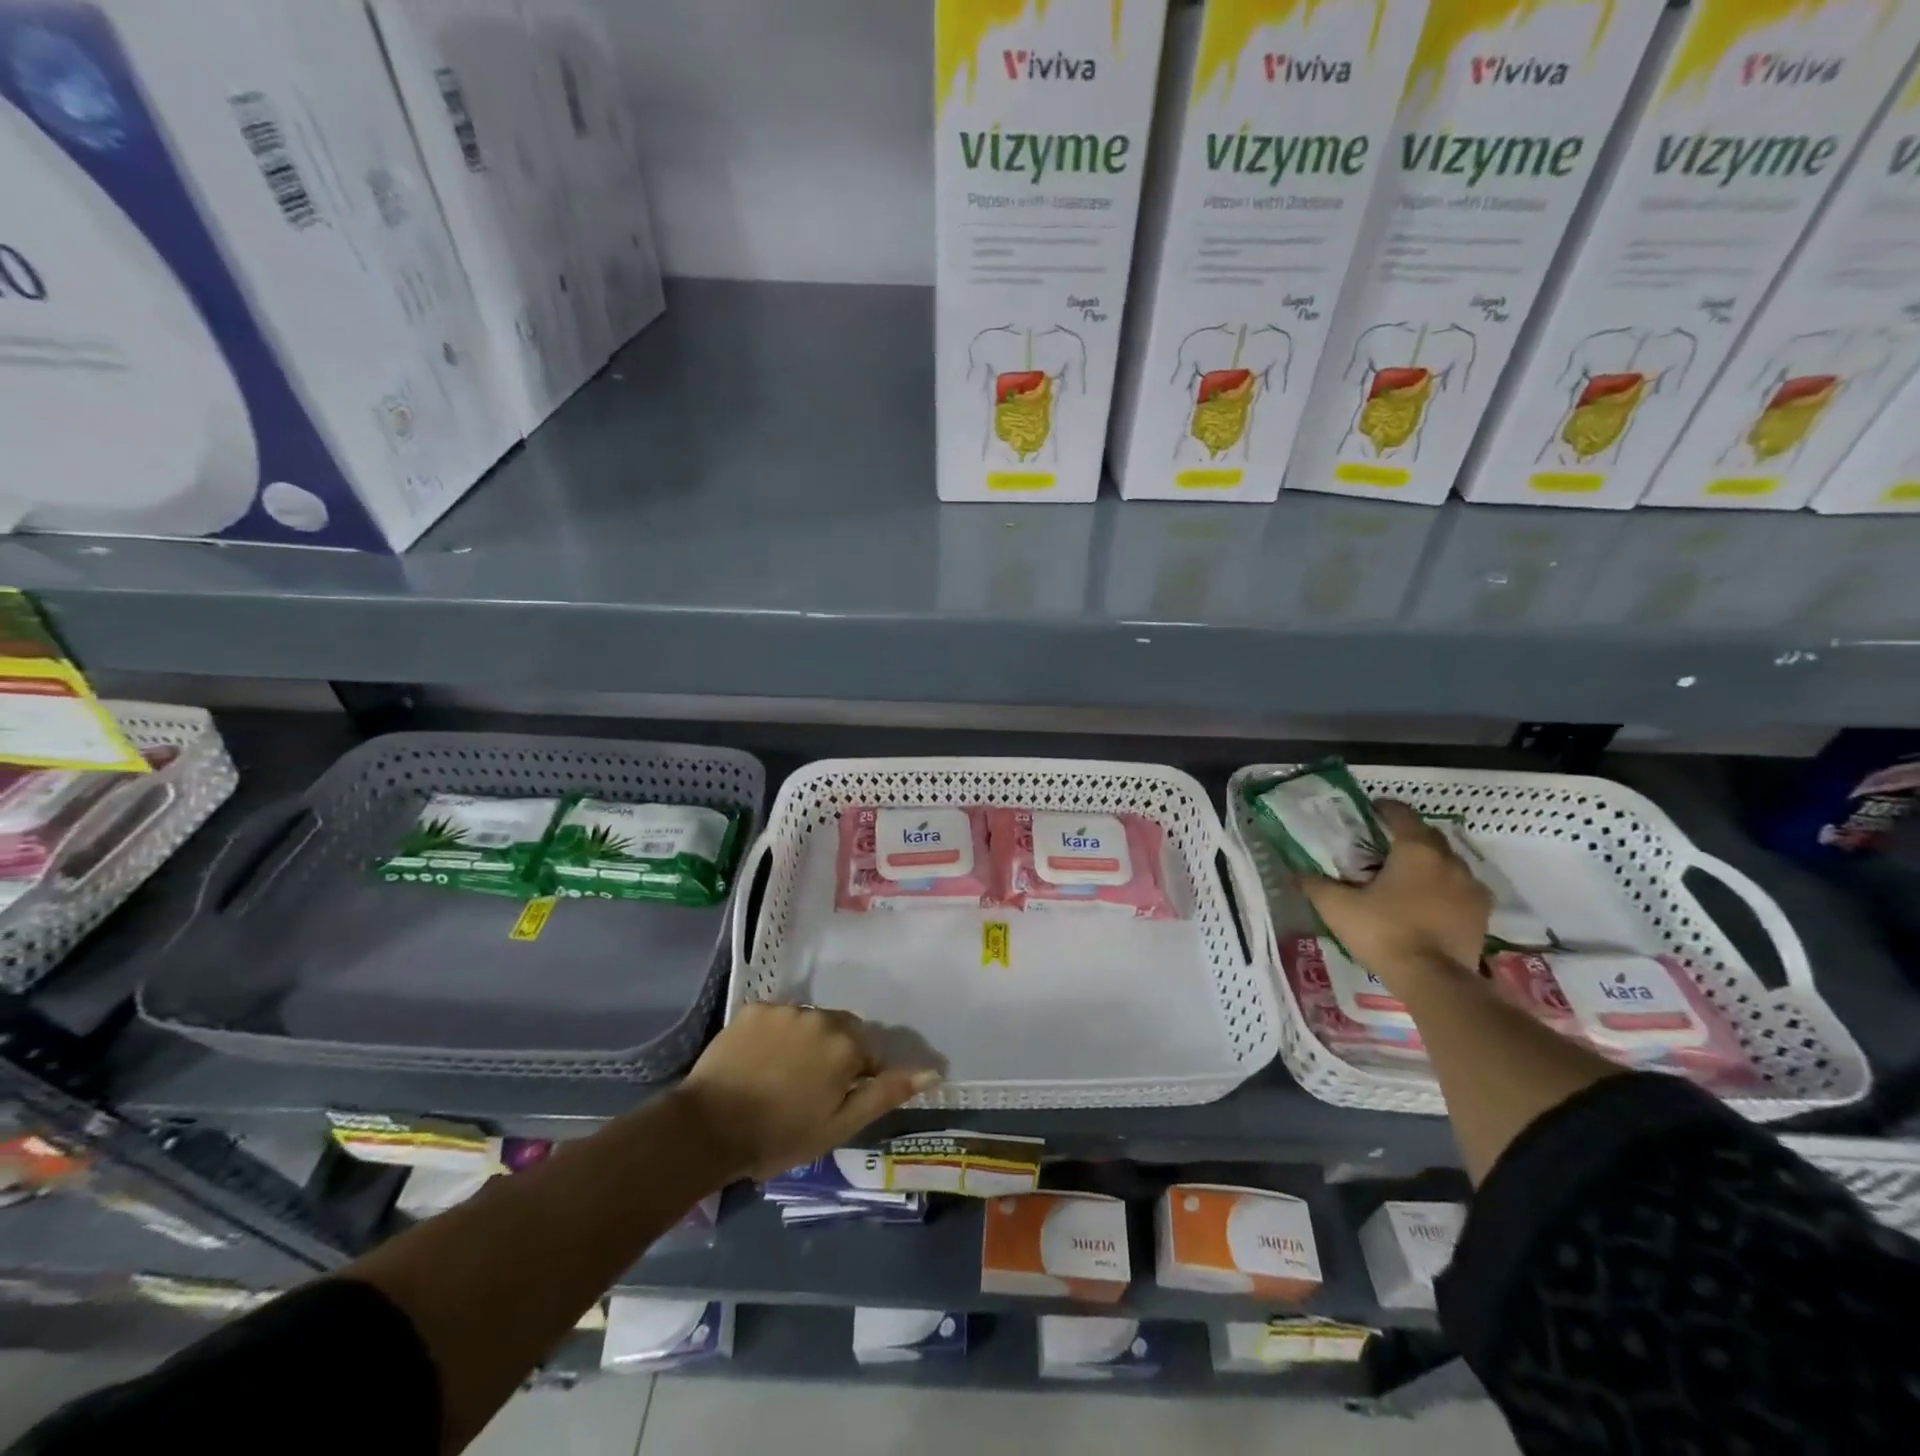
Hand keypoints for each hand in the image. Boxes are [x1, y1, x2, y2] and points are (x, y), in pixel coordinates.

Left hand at [674, 1003, 939, 1179]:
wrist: (708, 1127)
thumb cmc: (779, 1135)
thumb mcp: (840, 1125)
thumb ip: (885, 1093)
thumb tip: (932, 1071)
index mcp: (846, 1044)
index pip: (869, 1053)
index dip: (856, 1078)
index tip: (834, 1101)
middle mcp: (820, 1015)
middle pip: (841, 1030)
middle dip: (834, 1053)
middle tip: (809, 1089)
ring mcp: (785, 1008)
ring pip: (810, 1021)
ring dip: (806, 1041)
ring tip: (781, 1075)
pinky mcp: (754, 1008)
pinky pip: (778, 1018)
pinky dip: (776, 1034)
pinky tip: (759, 1061)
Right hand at [1299, 800, 1489, 983]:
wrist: (1434, 980)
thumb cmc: (1383, 932)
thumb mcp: (1337, 907)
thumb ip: (1316, 884)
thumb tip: (1296, 871)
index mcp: (1416, 850)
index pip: (1402, 815)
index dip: (1385, 808)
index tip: (1371, 810)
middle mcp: (1450, 861)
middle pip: (1429, 836)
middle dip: (1408, 834)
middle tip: (1384, 844)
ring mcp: (1471, 888)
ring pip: (1448, 862)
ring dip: (1429, 862)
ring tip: (1406, 875)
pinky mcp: (1481, 914)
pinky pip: (1461, 889)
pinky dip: (1444, 888)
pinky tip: (1428, 902)